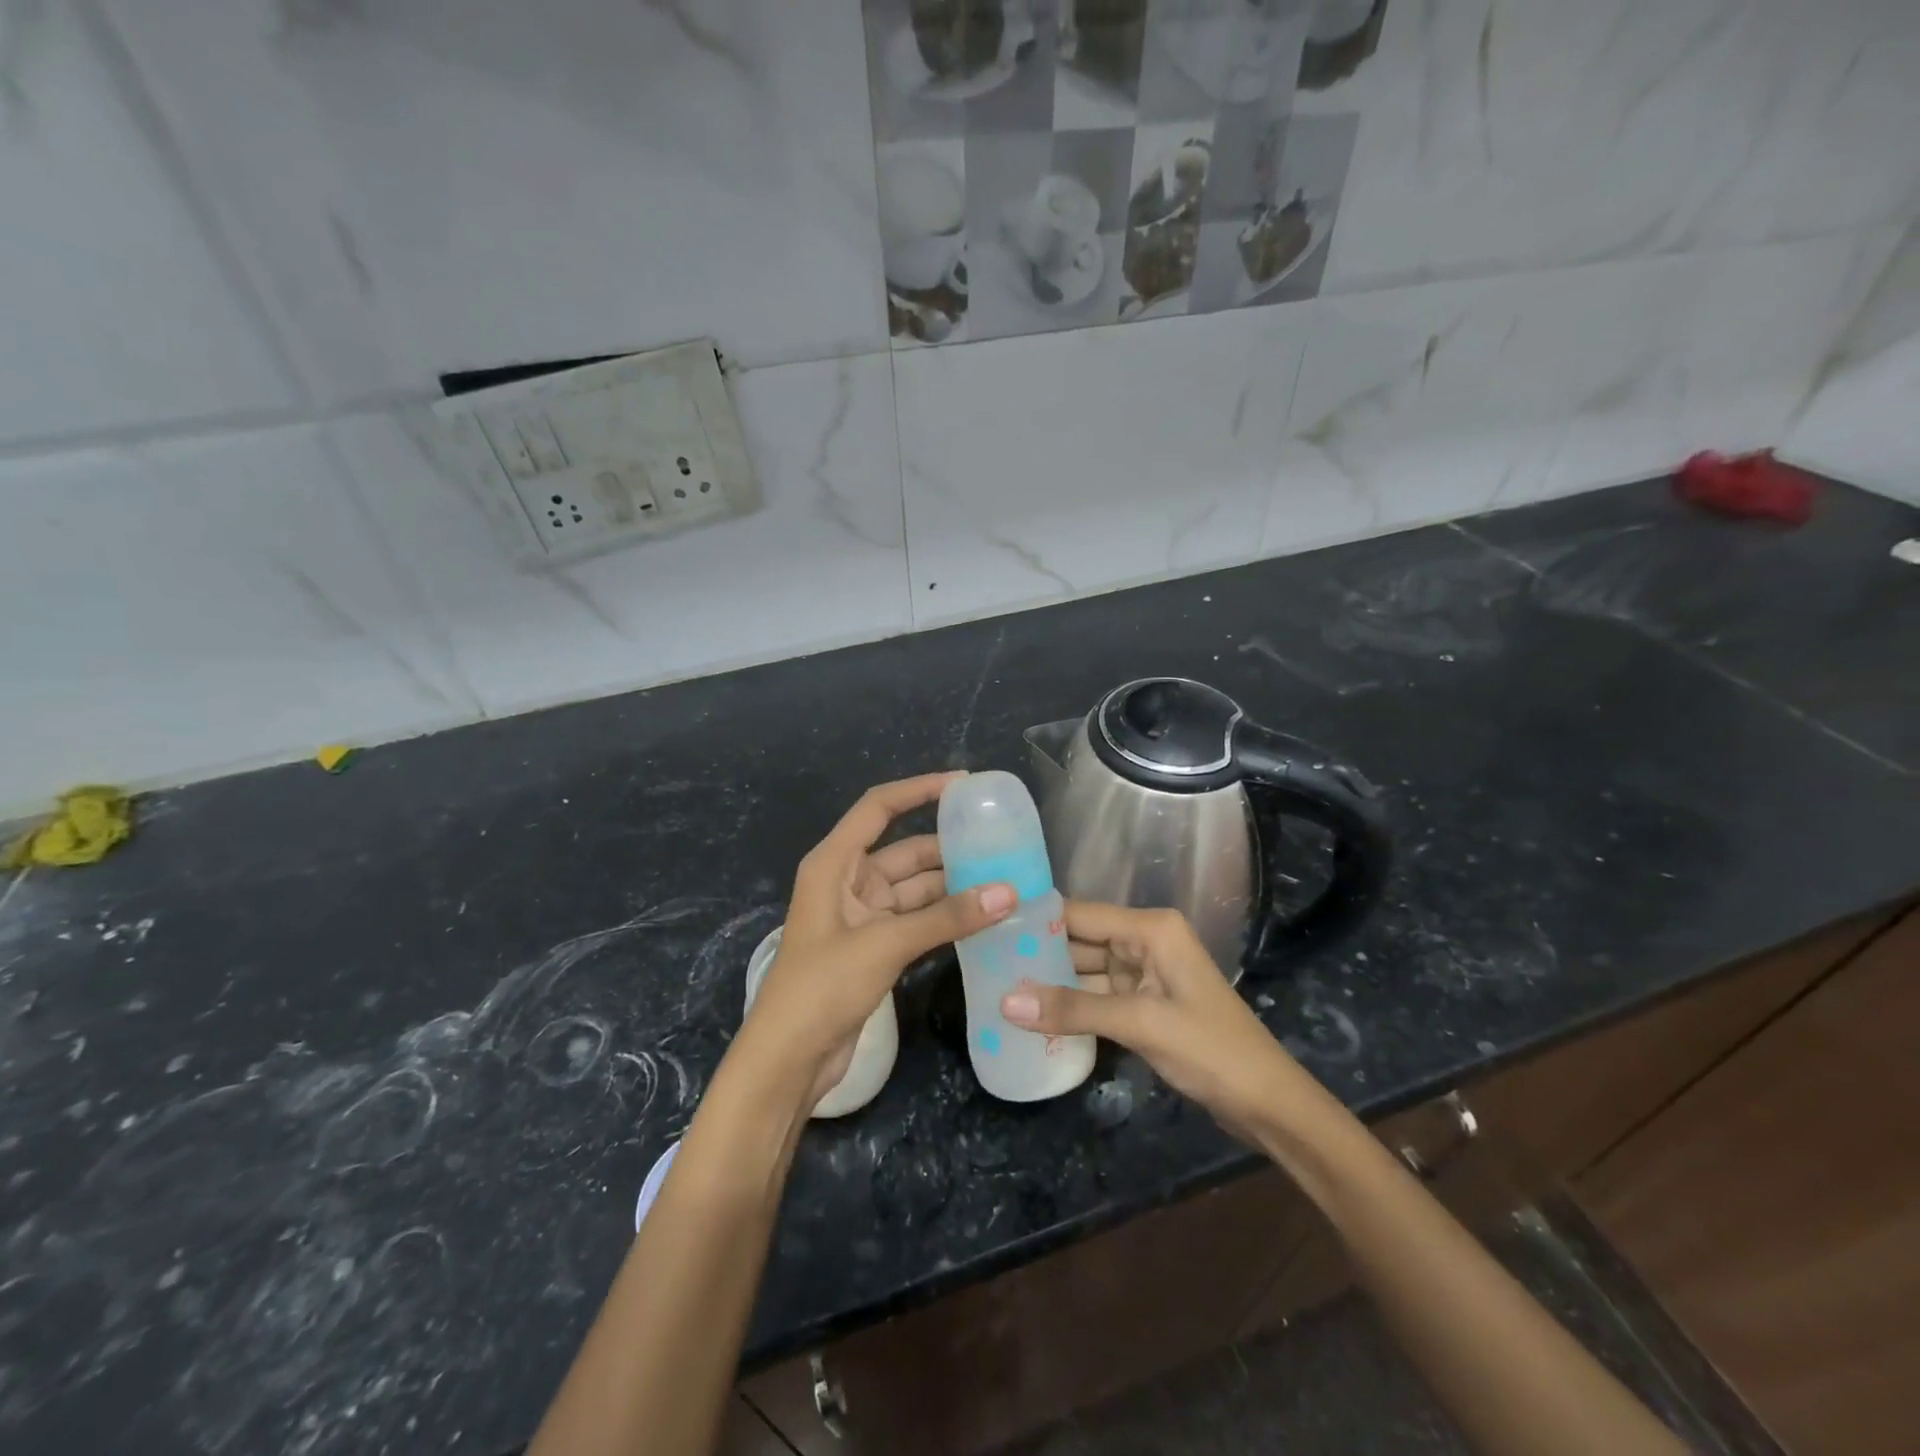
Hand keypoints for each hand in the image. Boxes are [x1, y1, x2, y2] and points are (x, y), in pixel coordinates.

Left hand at [738, 773, 1016, 1108]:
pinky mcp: (874, 947)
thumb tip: (1009, 893)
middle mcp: (848, 881)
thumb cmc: (822, 988)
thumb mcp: (884, 945)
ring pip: (916, 889)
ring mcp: (862, 916)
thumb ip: (946, 918)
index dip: (919, 789)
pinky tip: (983, 918)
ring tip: (1005, 881)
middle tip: (1002, 844)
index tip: (964, 784)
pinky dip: (946, 918)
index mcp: (834, 863)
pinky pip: (917, 920)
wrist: (787, 1060)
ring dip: (954, 888)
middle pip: (905, 851)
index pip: (879, 808)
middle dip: (950, 848)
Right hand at [1000, 903, 1303, 1141]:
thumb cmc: (1212, 1049)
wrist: (1268, 1104)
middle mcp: (1145, 942)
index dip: (1037, 920)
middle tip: (983, 965)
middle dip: (1038, 955)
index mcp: (1150, 929)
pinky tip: (1033, 1018)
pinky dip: (1071, 1009)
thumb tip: (1005, 1002)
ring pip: (1085, 973)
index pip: (1081, 914)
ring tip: (996, 991)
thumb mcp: (1140, 1024)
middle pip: (1080, 942)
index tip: (989, 928)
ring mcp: (1144, 976)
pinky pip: (1097, 999)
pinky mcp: (1144, 1006)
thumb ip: (1073, 1010)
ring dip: (1050, 986)